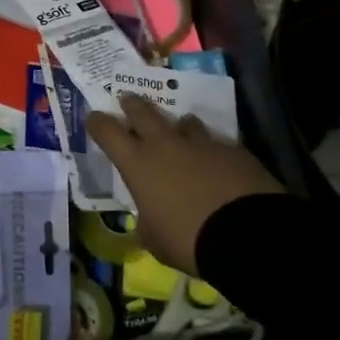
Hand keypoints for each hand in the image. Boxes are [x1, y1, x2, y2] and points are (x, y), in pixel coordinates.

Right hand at [86, 94, 285, 275]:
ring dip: (178, 126)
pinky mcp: (233, 149)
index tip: (93, 117)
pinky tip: (217, 163)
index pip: (108, 132)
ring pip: (184, 121)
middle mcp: (166, 144)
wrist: (246, 234)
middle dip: (132, 104)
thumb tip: (150, 218)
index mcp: (138, 164)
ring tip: (180, 130)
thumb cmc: (187, 239)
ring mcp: (201, 143)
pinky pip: (216, 143)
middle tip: (127, 99)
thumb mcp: (154, 240)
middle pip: (143, 112)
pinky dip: (211, 150)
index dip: (98, 123)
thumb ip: (147, 221)